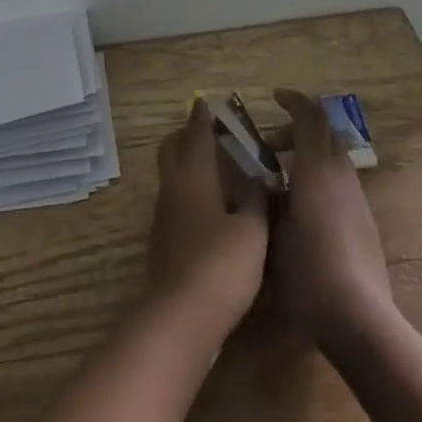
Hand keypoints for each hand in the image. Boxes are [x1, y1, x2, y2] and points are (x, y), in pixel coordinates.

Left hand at [145, 100, 270, 335]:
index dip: (204, 115)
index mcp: (194, 174)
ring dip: (190, 163)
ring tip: (221, 169)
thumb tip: (257, 175)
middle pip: (172, 147)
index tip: (213, 102)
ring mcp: (164, 214)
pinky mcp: (164, 239)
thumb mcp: (252, 230)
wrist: (180, 319)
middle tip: (217, 134)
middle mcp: (173, 186)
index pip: (196, 132)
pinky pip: (176, 198)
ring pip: (172, 173)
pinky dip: (191, 190)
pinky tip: (214, 206)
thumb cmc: (220, 266)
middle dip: (189, 135)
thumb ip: (255, 198)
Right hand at [270, 88, 394, 344]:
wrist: (359, 319)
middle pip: (325, 134)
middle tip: (270, 145)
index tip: (274, 97)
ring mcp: (357, 200)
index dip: (293, 101)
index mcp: (316, 170)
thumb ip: (269, 200)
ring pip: (334, 159)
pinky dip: (319, 178)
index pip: (310, 117)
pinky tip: (301, 209)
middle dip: (298, 130)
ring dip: (309, 156)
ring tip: (282, 179)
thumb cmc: (308, 272)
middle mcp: (341, 177)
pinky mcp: (365, 223)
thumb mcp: (273, 233)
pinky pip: (340, 183)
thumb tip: (265, 184)